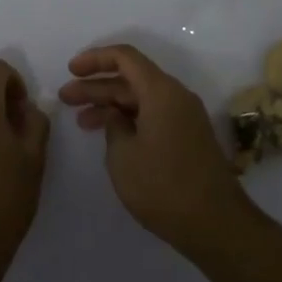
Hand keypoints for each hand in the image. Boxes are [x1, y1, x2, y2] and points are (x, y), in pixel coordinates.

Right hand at [60, 44, 253, 256]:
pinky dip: (129, 119)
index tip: (71, 70)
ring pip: (141, 99)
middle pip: (131, 78)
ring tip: (81, 120)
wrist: (216, 223)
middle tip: (66, 97)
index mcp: (161, 91)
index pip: (125, 57)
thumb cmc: (163, 186)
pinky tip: (110, 135)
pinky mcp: (188, 137)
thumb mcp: (123, 155)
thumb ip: (113, 126)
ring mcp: (185, 117)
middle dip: (97, 86)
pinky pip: (153, 115)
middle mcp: (176, 96)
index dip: (95, 59)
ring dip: (111, 105)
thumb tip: (116, 116)